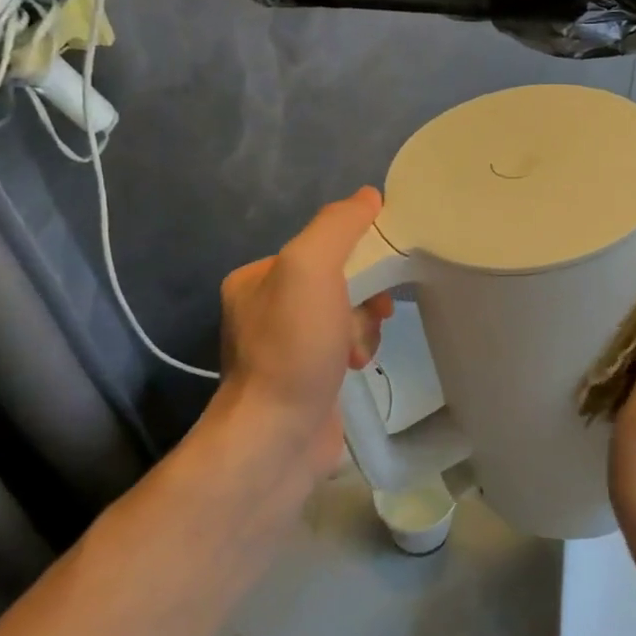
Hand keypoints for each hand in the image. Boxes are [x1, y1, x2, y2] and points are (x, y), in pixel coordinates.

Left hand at [214, 187, 394, 482]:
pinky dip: (358, 351)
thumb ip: (337, 226)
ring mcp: (285, 348)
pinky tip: (356, 368)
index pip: (321, 246)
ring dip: (363, 327)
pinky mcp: (305, 380)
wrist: (278, 438)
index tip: (379, 273)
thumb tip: (368, 197)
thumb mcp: (310, 268)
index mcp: (257, 278)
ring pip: (346, 315)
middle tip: (372, 315)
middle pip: (338, 281)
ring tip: (358, 352)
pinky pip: (344, 347)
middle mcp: (265, 309)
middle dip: (363, 298)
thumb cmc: (293, 348)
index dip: (358, 254)